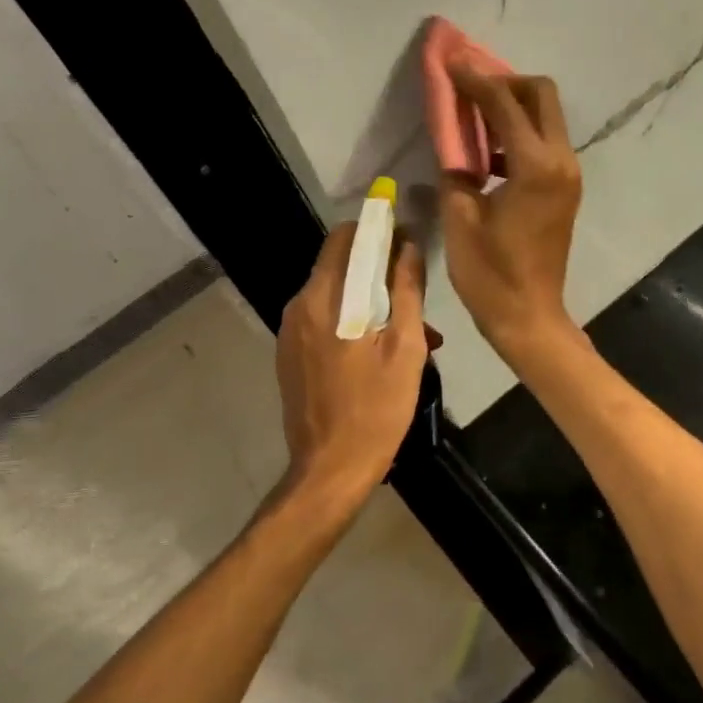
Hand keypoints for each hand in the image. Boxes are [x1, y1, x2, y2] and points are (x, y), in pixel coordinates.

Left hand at [275, 222, 432, 510]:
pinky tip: (378, 349)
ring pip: (333, 294)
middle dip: (376, 268)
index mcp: (324, 299)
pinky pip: (323, 320)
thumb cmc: (376, 408)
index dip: (377, 231)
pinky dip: (351, 320)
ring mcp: (289, 333)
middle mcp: (299, 307)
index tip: (406, 240)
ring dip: (367, 298)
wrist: (330, 470)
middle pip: (338, 265)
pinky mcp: (290, 355)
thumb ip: (407, 290)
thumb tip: (409, 246)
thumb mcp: (406, 347)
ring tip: (406, 329)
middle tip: (412, 292)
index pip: (344, 238)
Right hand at [439, 70, 582, 365]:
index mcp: (535, 167)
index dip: (474, 79)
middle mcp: (561, 162)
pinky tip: (487, 150)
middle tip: (469, 90)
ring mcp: (568, 175)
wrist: (529, 316)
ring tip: (472, 116)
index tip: (450, 62)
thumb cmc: (490, 274)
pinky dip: (519, 133)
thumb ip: (455, 169)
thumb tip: (452, 141)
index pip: (504, 104)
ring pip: (546, 117)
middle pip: (541, 95)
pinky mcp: (565, 189)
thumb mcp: (460, 218)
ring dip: (513, 107)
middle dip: (505, 82)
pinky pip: (545, 143)